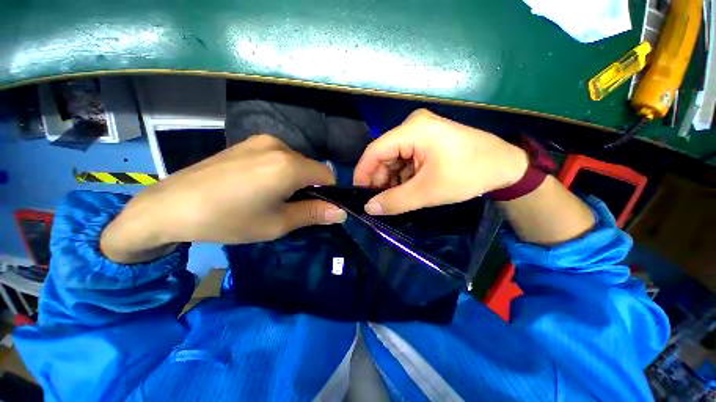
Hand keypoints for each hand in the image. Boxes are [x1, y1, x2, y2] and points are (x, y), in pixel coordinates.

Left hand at [101, 135, 346, 262]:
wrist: (169, 206)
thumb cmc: (228, 220)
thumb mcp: (277, 223)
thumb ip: (313, 214)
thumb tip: (342, 213)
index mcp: (289, 165)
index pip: (328, 175)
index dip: (328, 193)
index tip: (316, 209)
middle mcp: (279, 146)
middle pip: (312, 167)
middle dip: (310, 187)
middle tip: (290, 208)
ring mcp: (261, 141)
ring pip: (295, 162)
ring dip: (295, 180)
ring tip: (271, 198)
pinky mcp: (247, 143)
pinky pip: (278, 157)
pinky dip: (280, 172)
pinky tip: (257, 186)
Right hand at [353, 109, 528, 214]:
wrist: (505, 166)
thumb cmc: (468, 174)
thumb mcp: (428, 191)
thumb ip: (395, 201)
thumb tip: (368, 208)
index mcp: (413, 130)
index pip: (375, 151)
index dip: (363, 173)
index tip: (358, 194)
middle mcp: (413, 126)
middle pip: (384, 155)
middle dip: (380, 180)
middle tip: (378, 202)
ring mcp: (420, 133)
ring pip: (394, 160)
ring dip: (391, 180)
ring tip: (394, 199)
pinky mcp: (426, 142)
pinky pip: (405, 160)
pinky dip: (402, 177)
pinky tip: (406, 189)